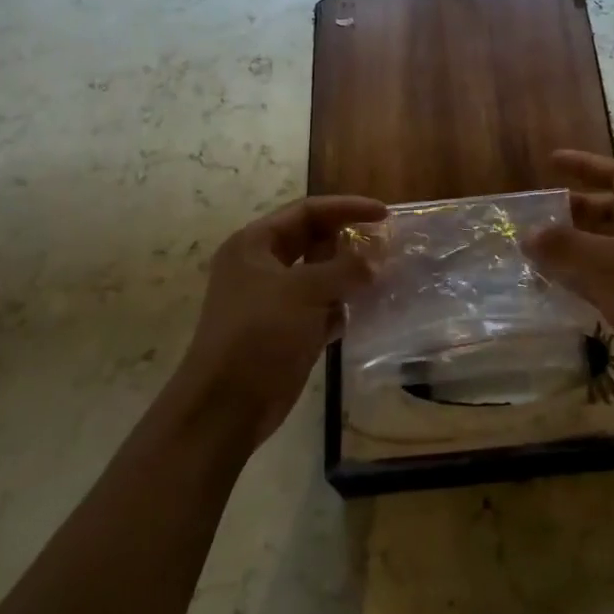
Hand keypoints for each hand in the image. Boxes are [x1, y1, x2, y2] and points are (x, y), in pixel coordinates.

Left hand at [171, 195, 386, 445]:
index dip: (346, 208)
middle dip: (348, 242)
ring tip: (385, 276)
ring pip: (319, 276)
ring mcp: (273, 301)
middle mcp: (261, 266)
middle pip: (312, 241)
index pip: (306, 211)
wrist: (227, 406)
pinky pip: (320, 308)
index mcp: (254, 245)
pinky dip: (342, 306)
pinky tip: (367, 310)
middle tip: (386, 246)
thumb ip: (344, 269)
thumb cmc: (260, 335)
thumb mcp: (304, 291)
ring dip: (348, 276)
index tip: (384, 214)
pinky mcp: (286, 331)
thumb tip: (374, 261)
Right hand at [526, 150, 613, 405]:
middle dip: (572, 211)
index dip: (585, 164)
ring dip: (571, 247)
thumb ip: (566, 246)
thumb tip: (527, 233)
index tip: (551, 162)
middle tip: (536, 216)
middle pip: (607, 211)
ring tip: (534, 251)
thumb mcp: (611, 265)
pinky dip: (578, 278)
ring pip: (602, 248)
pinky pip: (602, 280)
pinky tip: (552, 287)